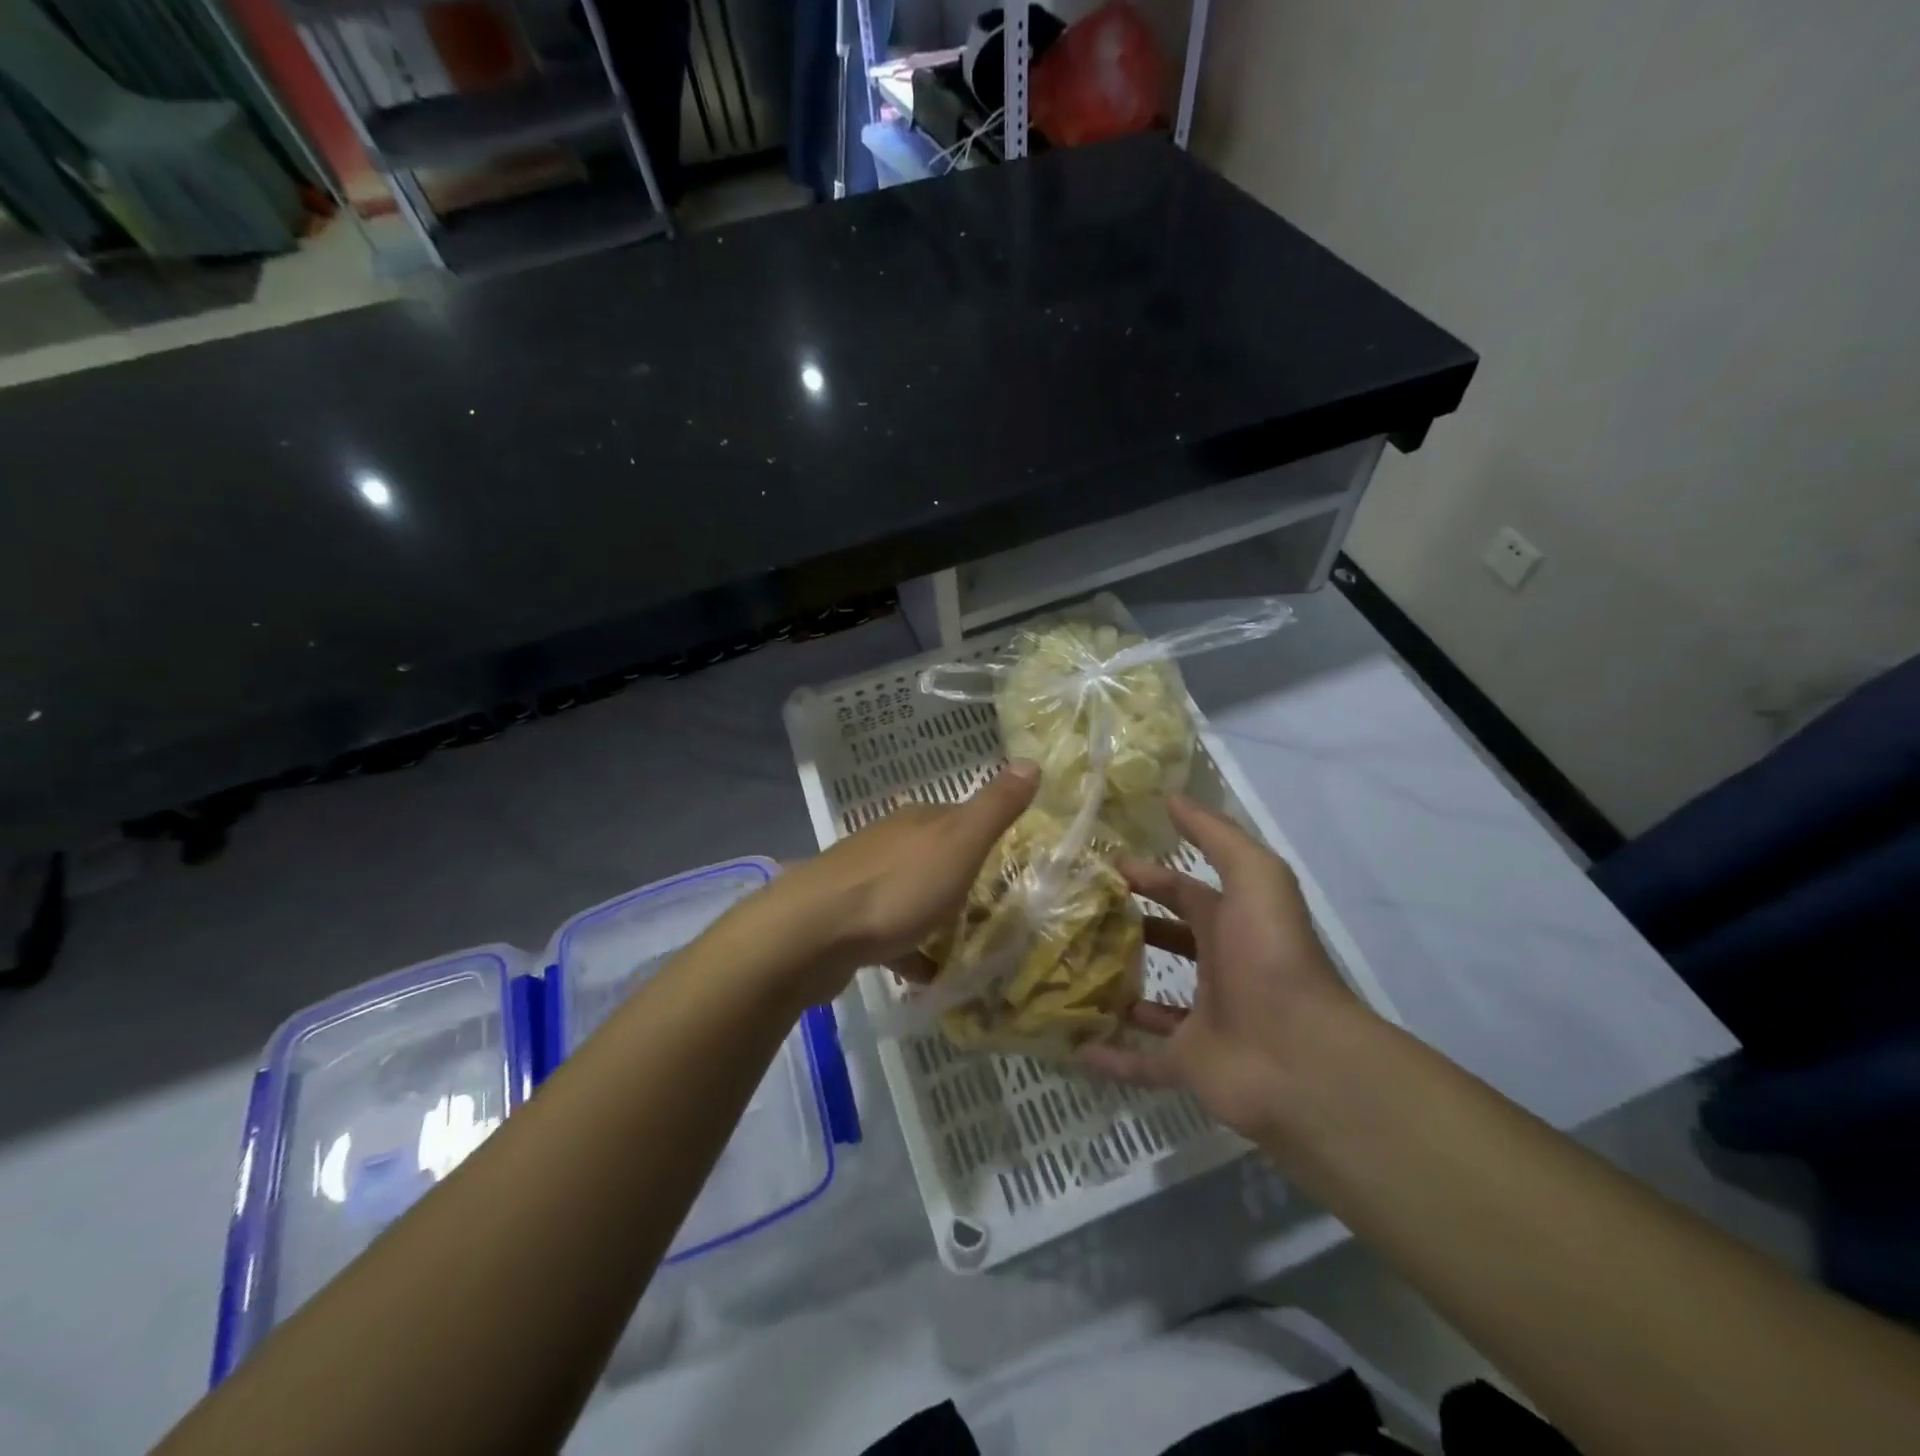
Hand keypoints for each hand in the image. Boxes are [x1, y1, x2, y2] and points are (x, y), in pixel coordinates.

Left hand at [771, 761, 1039, 1001]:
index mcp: (917, 820)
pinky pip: (889, 933)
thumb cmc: (897, 886)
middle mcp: (888, 842)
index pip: (959, 816)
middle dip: (960, 878)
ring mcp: (862, 880)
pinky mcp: (846, 920)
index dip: (984, 835)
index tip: (1010, 861)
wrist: (813, 932)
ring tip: (965, 944)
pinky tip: (926, 976)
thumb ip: (995, 807)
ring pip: (910, 893)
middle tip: (994, 909)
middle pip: (934, 855)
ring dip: (933, 914)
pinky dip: (909, 950)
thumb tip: (1031, 760)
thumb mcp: (960, 842)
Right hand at [1077, 795, 1369, 1138]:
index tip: (1100, 867)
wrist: (1300, 1055)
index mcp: (1232, 925)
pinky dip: (1110, 1057)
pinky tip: (1070, 1046)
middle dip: (1128, 926)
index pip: (1184, 892)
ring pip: (1149, 1001)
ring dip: (1117, 988)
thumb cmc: (1271, 956)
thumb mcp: (1254, 876)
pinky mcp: (1187, 1065)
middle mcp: (1217, 969)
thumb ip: (1216, 836)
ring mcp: (1202, 1020)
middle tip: (1073, 916)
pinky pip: (1141, 1061)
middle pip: (1167, 941)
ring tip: (1065, 970)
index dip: (1148, 876)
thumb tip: (1172, 798)